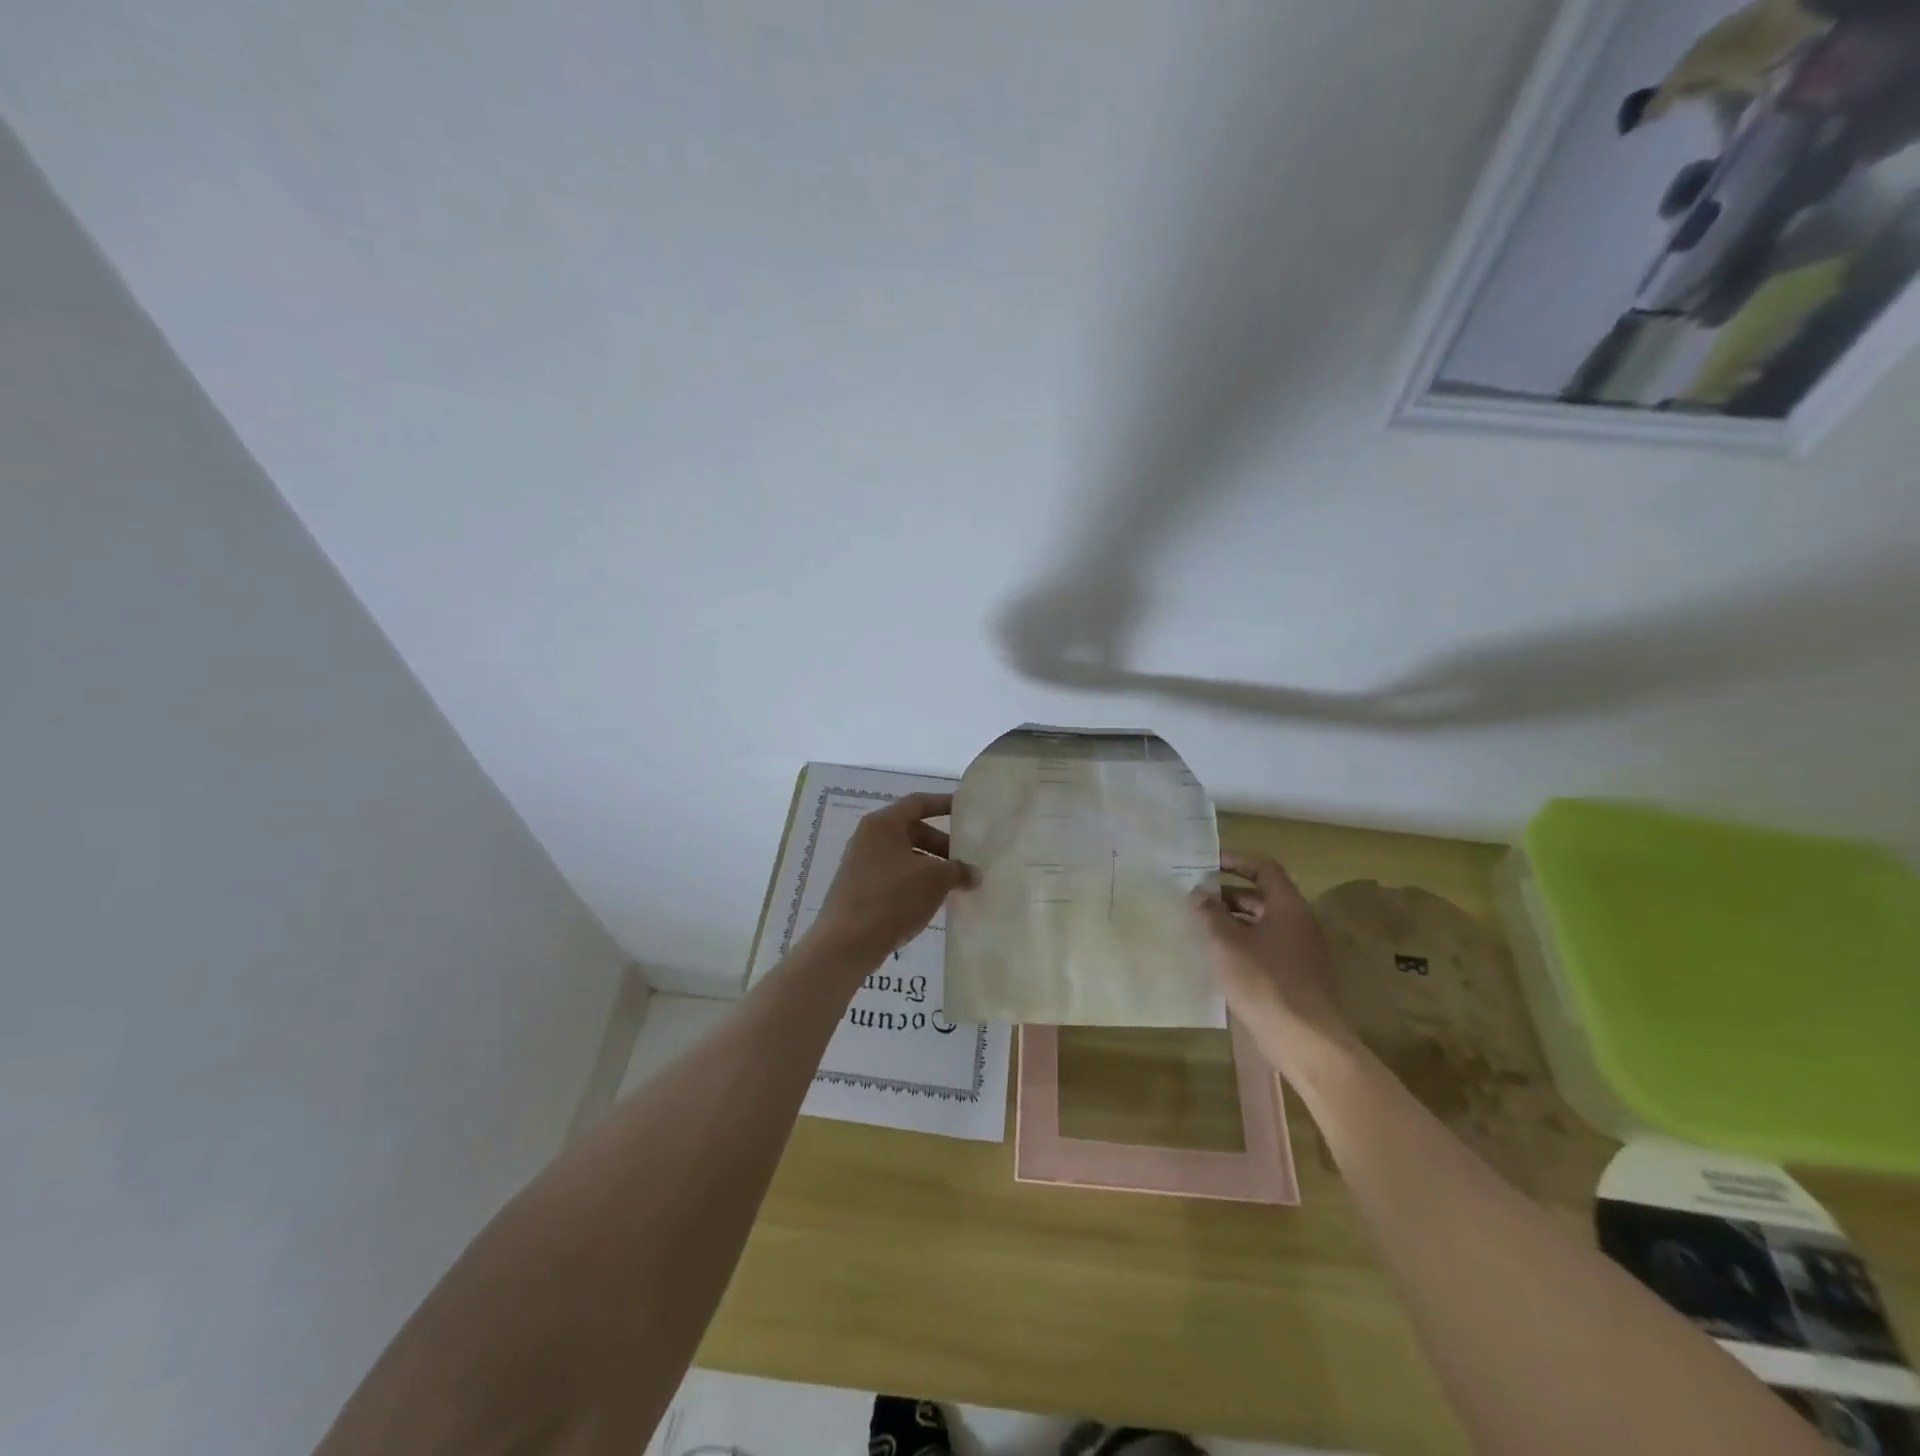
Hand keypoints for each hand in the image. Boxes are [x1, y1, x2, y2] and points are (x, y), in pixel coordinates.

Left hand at [808, 793, 976, 965]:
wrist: (847, 943)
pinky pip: (894, 875)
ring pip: (904, 855)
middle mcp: (868, 838)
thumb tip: (974, 874)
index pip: (918, 803)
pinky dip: (914, 881)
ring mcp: (861, 864)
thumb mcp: (934, 880)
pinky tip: (931, 900)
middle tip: (964, 860)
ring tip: (953, 883)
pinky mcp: (859, 888)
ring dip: (930, 865)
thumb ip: (958, 871)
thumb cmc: (892, 898)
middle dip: (940, 843)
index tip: (966, 811)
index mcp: (883, 824)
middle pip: (911, 830)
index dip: (943, 804)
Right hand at [1191, 850, 1354, 1071]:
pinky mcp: (1298, 976)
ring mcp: (1302, 951)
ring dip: (1234, 921)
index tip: (1209, 864)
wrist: (1303, 1038)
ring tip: (1202, 927)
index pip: (1265, 870)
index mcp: (1288, 907)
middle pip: (1263, 897)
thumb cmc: (1264, 981)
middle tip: (1197, 898)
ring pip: (1264, 924)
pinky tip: (1220, 957)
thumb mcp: (1227, 942)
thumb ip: (1210, 913)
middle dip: (1229, 895)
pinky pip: (1267, 946)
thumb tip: (1198, 893)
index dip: (1237, 862)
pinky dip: (1243, 943)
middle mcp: (1300, 923)